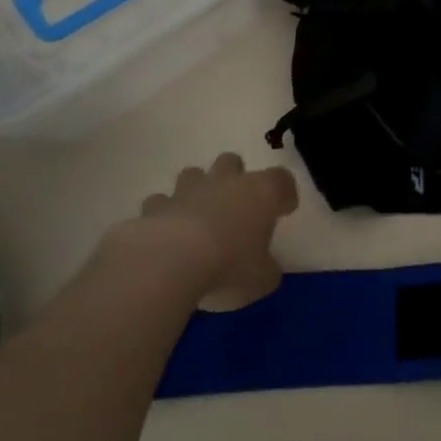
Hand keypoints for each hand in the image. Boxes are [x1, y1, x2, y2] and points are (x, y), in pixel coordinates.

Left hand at [135, 154, 298, 309]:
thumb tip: (266, 269)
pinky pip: (161, 202)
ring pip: (194, 174)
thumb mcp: (262, 279)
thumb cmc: (229, 264)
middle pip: (232, 162)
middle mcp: (226, 182)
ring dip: (198, 190)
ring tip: (198, 216)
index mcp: (261, 193)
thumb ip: (267, 269)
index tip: (284, 210)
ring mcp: (187, 190)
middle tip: (236, 205)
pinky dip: (164, 214)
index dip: (284, 193)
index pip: (281, 179)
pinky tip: (165, 233)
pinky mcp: (155, 206)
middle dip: (234, 178)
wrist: (170, 262)